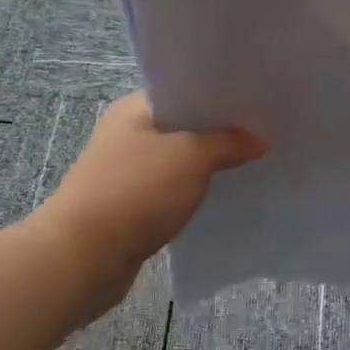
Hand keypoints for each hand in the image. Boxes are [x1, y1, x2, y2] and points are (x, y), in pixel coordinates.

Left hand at [31, 94, 263, 317]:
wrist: (84, 257)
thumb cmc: (136, 192)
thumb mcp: (191, 158)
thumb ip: (227, 143)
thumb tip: (258, 140)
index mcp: (136, 110)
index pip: (185, 92)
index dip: (221, 97)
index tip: (258, 103)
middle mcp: (128, 135)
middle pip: (185, 127)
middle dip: (221, 133)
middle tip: (265, 134)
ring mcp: (127, 172)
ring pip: (179, 162)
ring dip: (209, 166)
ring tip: (253, 165)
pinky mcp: (131, 207)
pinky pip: (172, 192)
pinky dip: (195, 193)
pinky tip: (223, 198)